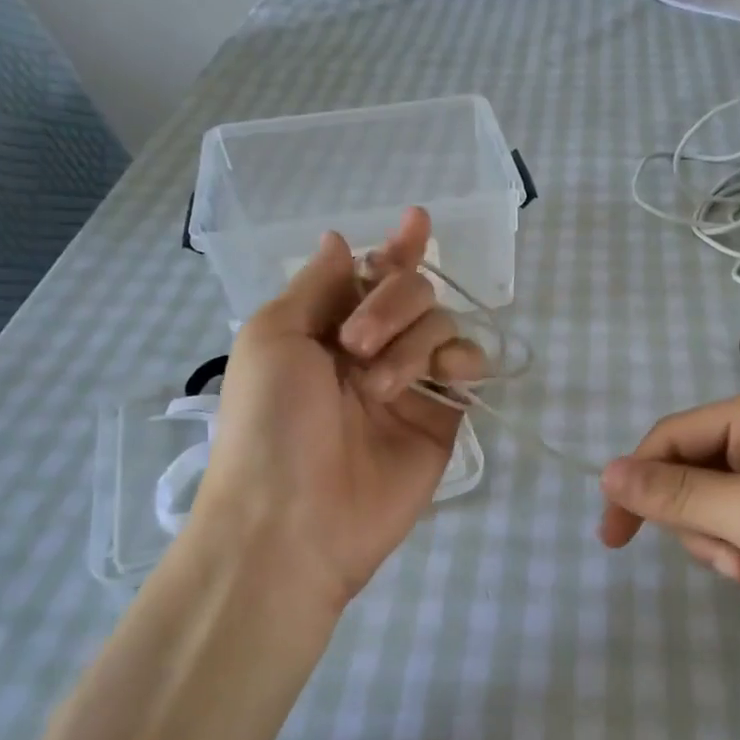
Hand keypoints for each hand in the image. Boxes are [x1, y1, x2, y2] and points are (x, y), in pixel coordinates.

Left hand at [190, 207, 483, 615]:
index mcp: (325, 328)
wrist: (293, 520)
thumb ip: (317, 285)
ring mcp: (410, 385)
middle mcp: (372, 349)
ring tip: (381, 387)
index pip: (371, 275)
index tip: (418, 220)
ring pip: (442, 326)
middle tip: (357, 347)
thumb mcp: (274, 337)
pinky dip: (467, 361)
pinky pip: (468, 371)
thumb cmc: (270, 423)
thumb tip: (340, 239)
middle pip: (413, 292)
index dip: (396, 248)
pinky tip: (452, 375)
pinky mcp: (442, 419)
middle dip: (391, 304)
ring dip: (416, 341)